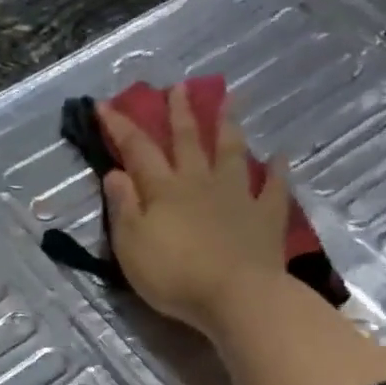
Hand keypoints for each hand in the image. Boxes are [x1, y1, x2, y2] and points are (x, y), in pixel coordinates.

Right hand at [98, 84, 291, 337]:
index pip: (137, 150)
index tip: (104, 104)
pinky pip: (274, 188)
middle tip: (179, 86)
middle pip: (187, 140)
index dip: (119, 126)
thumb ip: (123, 207)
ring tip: (230, 101)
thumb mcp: (131, 245)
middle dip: (180, 112)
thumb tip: (115, 172)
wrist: (237, 297)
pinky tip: (281, 156)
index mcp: (163, 190)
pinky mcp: (266, 217)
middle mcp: (199, 183)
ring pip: (231, 152)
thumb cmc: (175, 275)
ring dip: (228, 126)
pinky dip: (278, 171)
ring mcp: (237, 196)